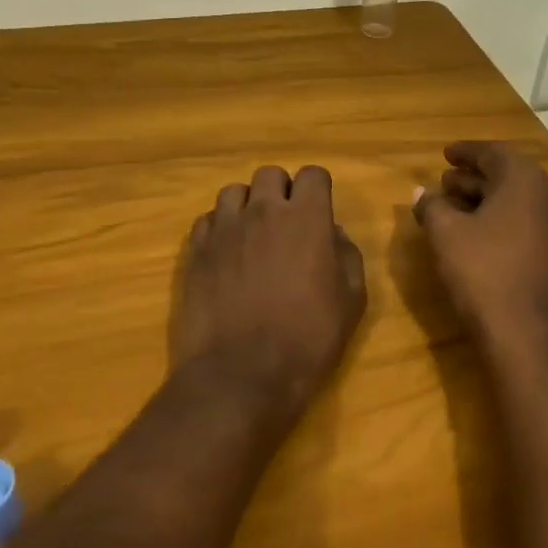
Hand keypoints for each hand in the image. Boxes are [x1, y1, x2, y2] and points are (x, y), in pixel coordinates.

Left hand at [171, 165, 366, 413]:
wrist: (243, 373)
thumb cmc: (308, 338)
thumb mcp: (351, 300)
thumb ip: (347, 255)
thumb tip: (332, 233)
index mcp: (306, 218)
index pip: (314, 174)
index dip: (319, 190)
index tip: (320, 212)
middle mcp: (263, 211)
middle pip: (270, 175)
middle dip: (281, 192)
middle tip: (287, 224)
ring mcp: (224, 228)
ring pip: (234, 192)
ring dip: (248, 206)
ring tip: (252, 236)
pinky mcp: (196, 250)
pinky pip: (207, 220)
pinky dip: (220, 228)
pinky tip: (226, 254)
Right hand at [413, 141, 547, 365]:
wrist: (528, 337)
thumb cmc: (483, 273)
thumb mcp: (446, 234)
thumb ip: (431, 206)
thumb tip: (421, 193)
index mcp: (525, 179)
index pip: (492, 153)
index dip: (465, 152)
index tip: (445, 154)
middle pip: (507, 176)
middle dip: (473, 177)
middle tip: (444, 182)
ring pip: (517, 201)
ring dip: (485, 199)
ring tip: (454, 207)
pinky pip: (526, 223)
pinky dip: (501, 220)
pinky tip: (477, 235)